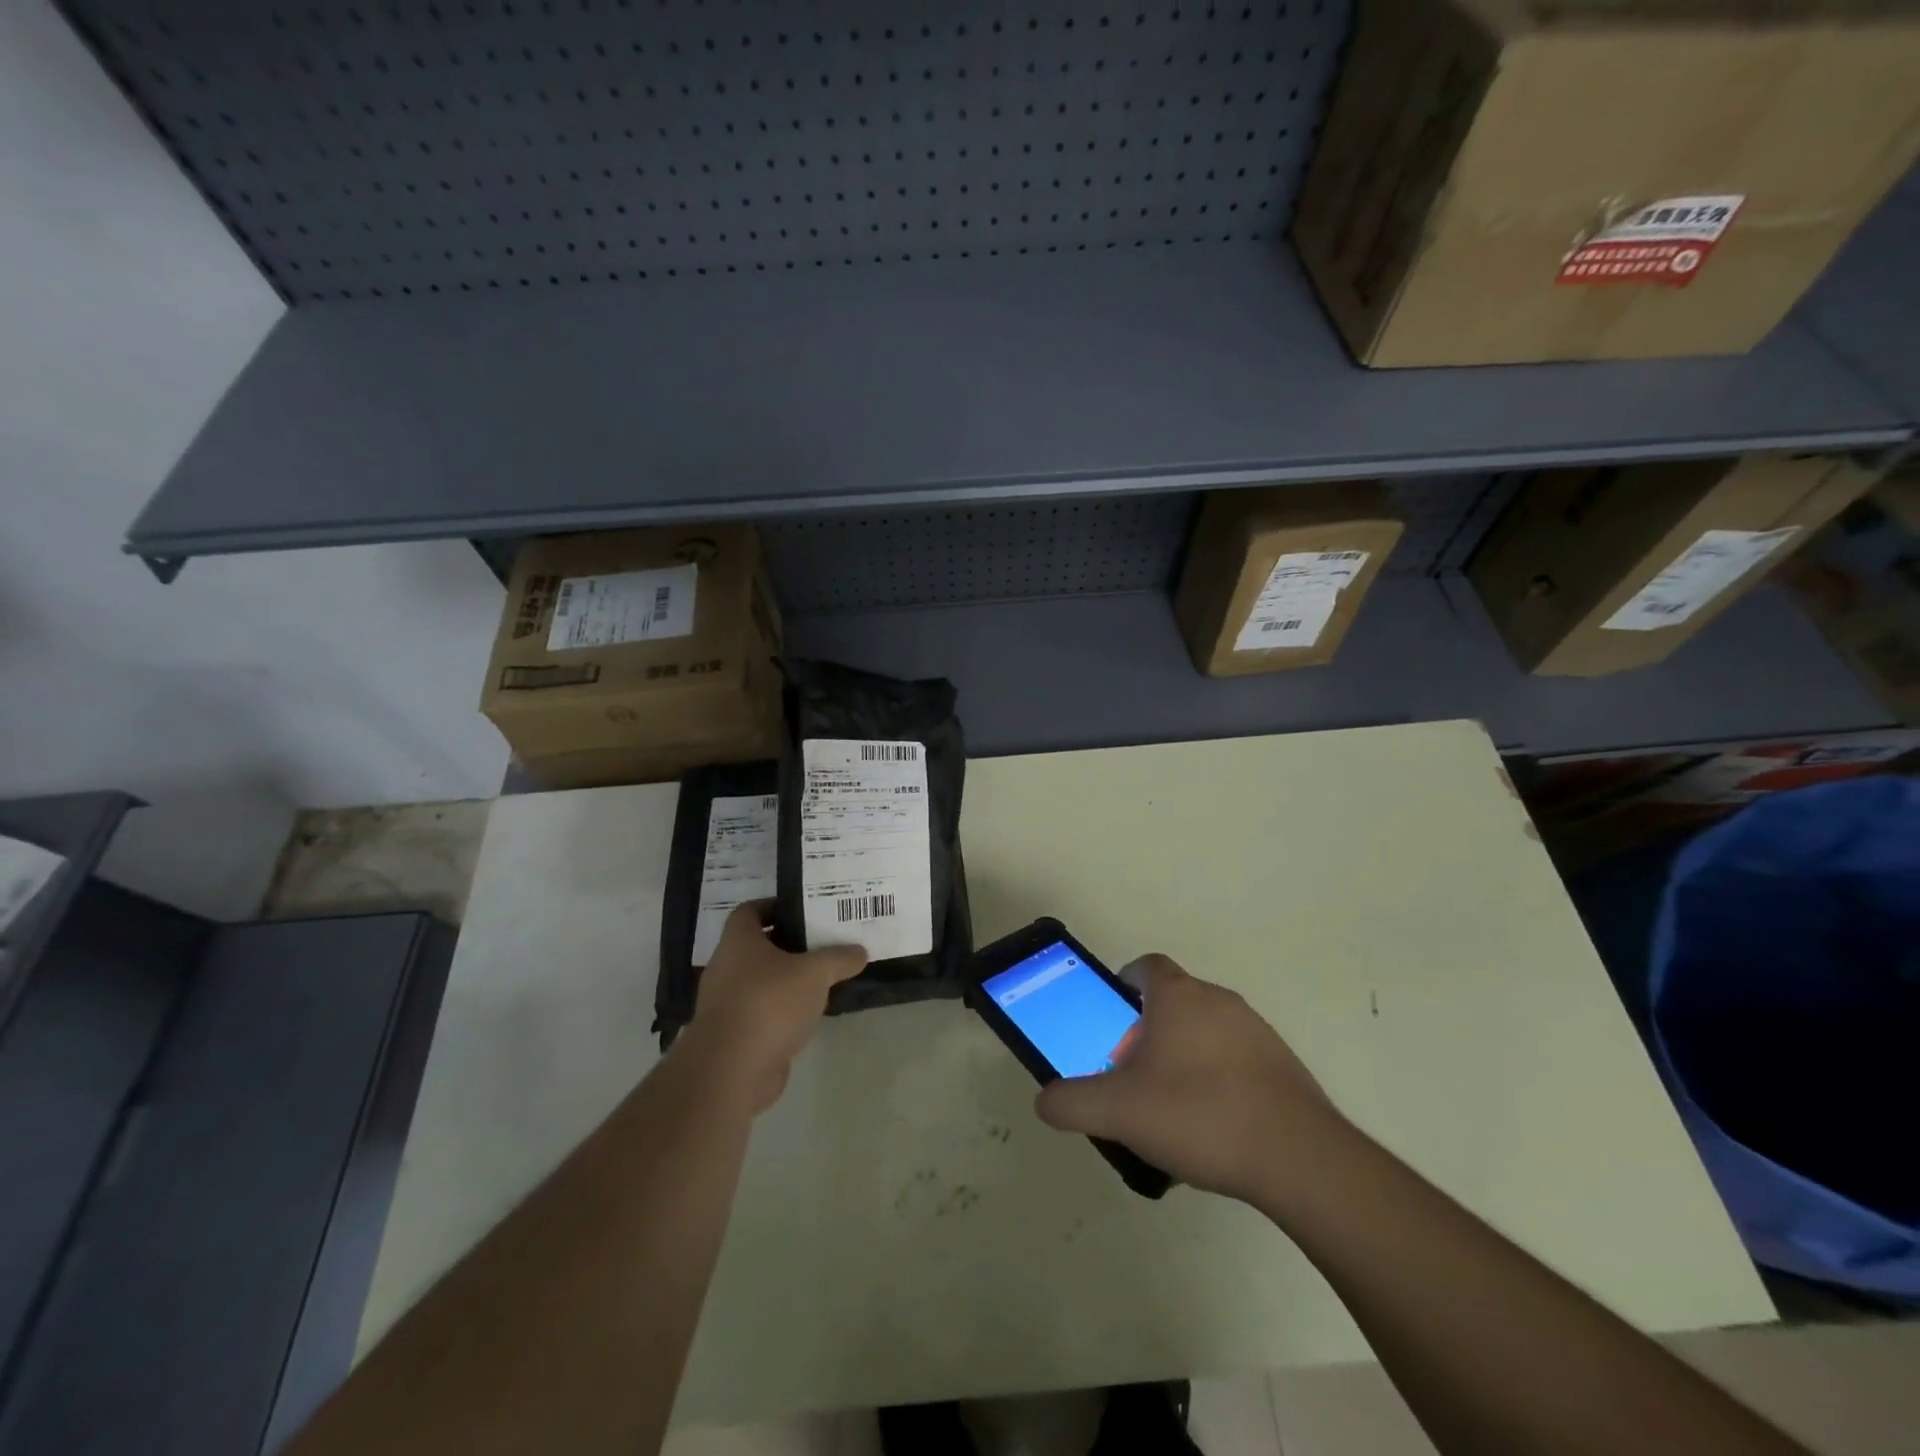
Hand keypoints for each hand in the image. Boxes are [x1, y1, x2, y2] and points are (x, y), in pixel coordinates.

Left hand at [674, 900, 866, 1113]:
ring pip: (759, 982)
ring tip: (820, 980)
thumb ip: (839, 958)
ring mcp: (725, 1003)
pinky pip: (759, 1012)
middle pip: (757, 947)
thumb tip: (859, 951)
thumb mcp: (815, 973)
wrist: (732, 1070)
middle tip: (822, 944)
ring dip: (785, 981)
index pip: (750, 910)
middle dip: (788, 945)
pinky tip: (807, 1015)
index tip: (804, 911)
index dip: (775, 907)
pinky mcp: (732, 1035)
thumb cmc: (770, 1003)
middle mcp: (725, 967)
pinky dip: (780, 1011)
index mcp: (738, 941)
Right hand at [1035, 954, 1345, 1202]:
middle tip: (1132, 1074)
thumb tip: (1045, 1101)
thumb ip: (1071, 1102)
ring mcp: (1256, 1031)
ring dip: (1183, 1056)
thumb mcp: (1119, 1112)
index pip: (1145, 966)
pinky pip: (1236, 1059)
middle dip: (1148, 1031)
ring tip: (1171, 1108)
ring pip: (1205, 1030)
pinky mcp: (1282, 1065)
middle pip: (1173, 1001)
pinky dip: (1218, 1079)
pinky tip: (1213, 1126)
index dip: (1123, 985)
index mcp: (1179, 997)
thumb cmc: (1200, 1115)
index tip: (1112, 1022)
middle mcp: (1218, 1000)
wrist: (1299, 1158)